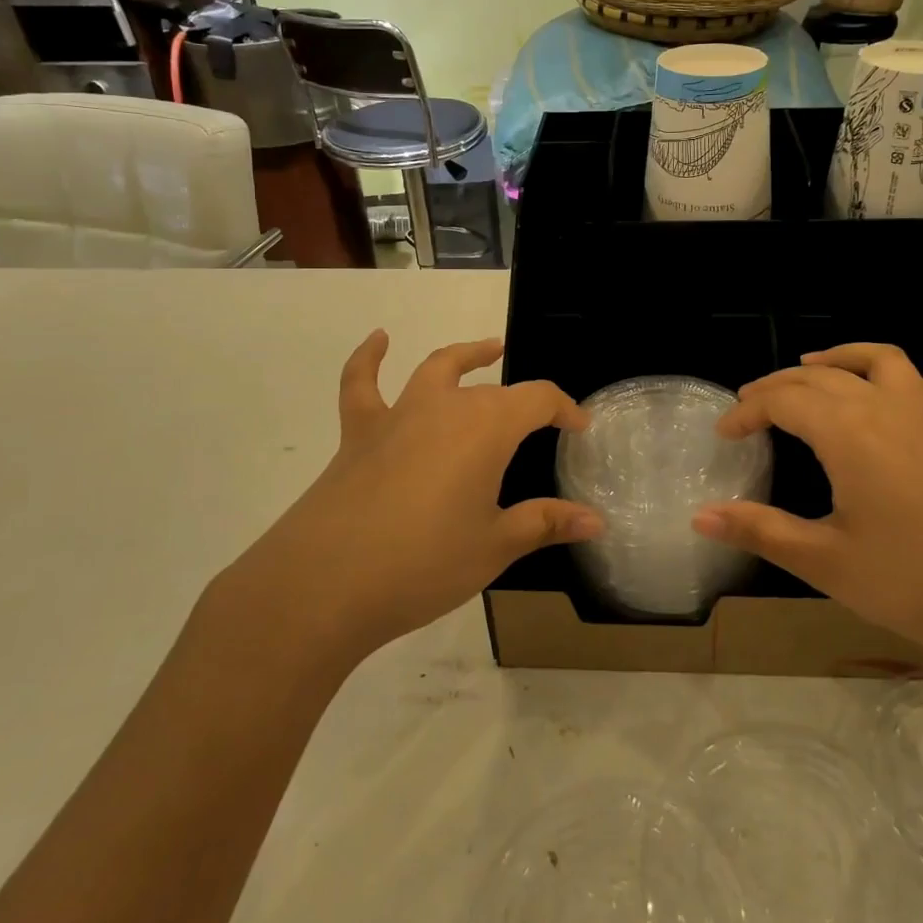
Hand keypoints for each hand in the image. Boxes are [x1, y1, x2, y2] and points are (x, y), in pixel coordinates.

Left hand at [220, 331, 600, 665]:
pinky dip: (370, 357)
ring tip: (488, 349)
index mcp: (487, 428)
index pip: (538, 399)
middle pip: (493, 391)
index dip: (565, 409)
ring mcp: (398, 415)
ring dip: (466, 357)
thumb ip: (546, 524)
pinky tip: (379, 340)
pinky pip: (362, 383)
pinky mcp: (359, 433)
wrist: (325, 583)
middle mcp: (445, 407)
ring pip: (438, 369)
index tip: (580, 427)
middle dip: (522, 402)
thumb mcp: (495, 546)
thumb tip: (596, 521)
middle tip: (539, 421)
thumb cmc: (424, 563)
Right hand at [694, 344, 922, 672]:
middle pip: (821, 377)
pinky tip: (886, 399)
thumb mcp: (827, 563)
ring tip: (811, 368)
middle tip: (749, 406)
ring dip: (839, 358)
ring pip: (879, 361)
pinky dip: (896, 378)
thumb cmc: (917, 584)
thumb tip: (700, 516)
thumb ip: (761, 531)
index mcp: (848, 432)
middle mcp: (886, 409)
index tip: (723, 435)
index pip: (783, 401)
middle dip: (778, 386)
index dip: (746, 411)